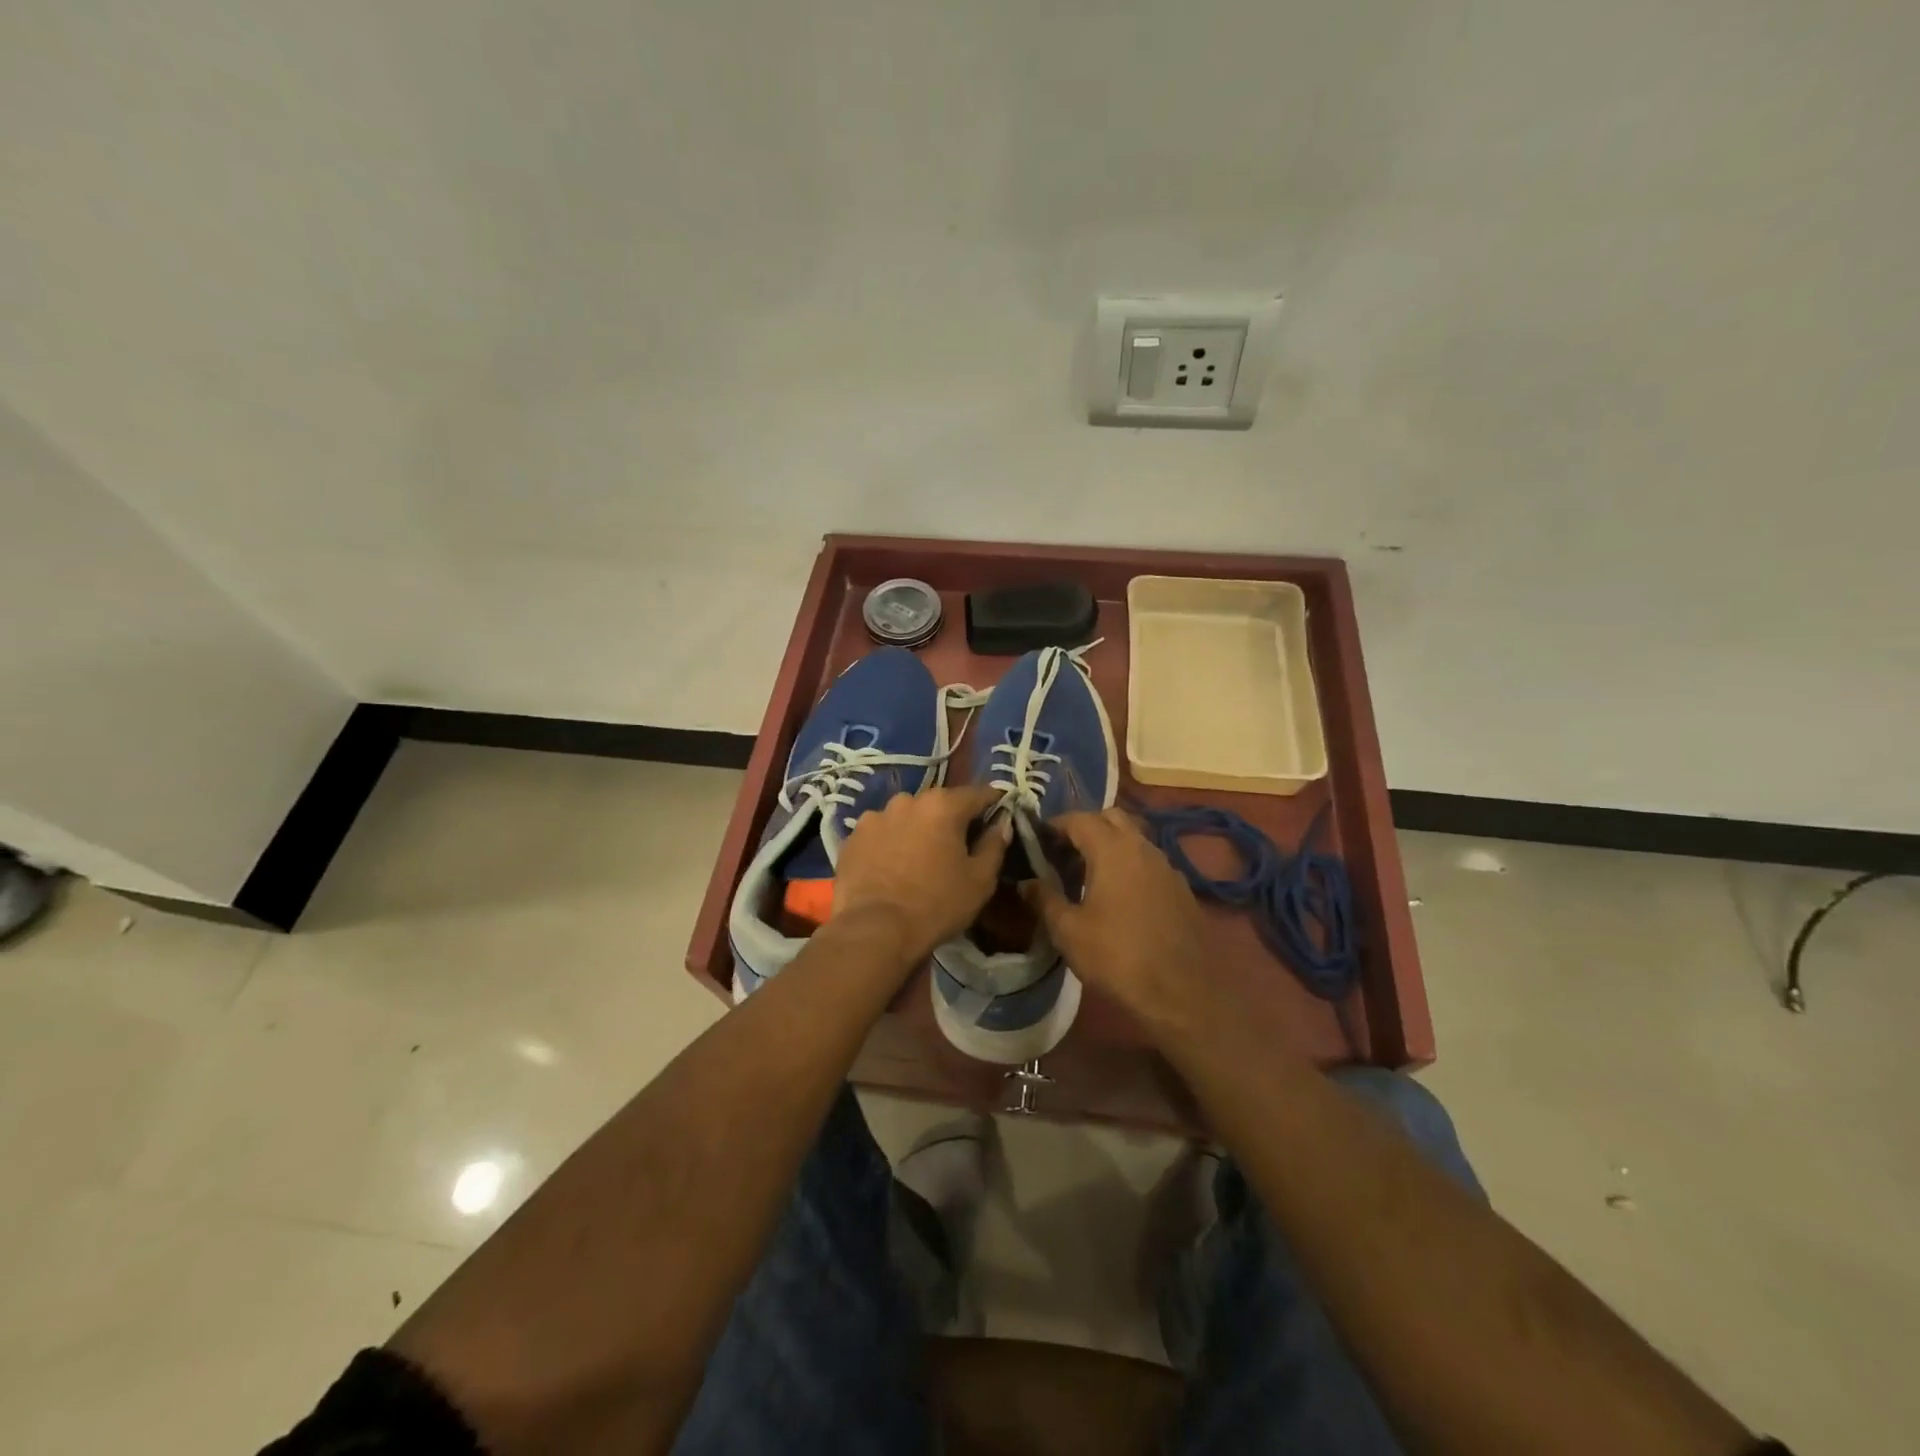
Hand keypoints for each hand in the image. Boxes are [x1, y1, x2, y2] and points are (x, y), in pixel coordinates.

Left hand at [831, 785, 1010, 963]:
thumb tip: (1001, 823)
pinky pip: (880, 834)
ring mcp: (875, 816)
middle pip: (939, 804)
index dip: (993, 803)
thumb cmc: (936, 904)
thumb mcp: (980, 880)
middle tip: (956, 846)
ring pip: (906, 817)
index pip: (979, 793)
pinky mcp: (852, 837)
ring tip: (918, 859)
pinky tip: (891, 868)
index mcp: (943, 805)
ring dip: (916, 830)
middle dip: (950, 819)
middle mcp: (908, 800)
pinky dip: (889, 844)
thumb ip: (994, 845)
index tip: (999, 816)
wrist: (873, 930)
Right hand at [1024, 809, 1209, 1023]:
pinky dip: (1130, 865)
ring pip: (1134, 839)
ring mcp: (1167, 866)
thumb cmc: (1117, 956)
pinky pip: (1149, 862)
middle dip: (1085, 827)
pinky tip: (1120, 896)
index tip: (1037, 839)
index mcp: (1112, 849)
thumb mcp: (1068, 931)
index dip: (1055, 824)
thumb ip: (1044, 899)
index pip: (1079, 818)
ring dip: (1110, 845)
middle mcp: (1142, 847)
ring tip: (1088, 874)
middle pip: (1111, 818)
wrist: (1181, 993)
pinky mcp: (1181, 888)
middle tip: (1063, 852)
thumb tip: (1026, 882)